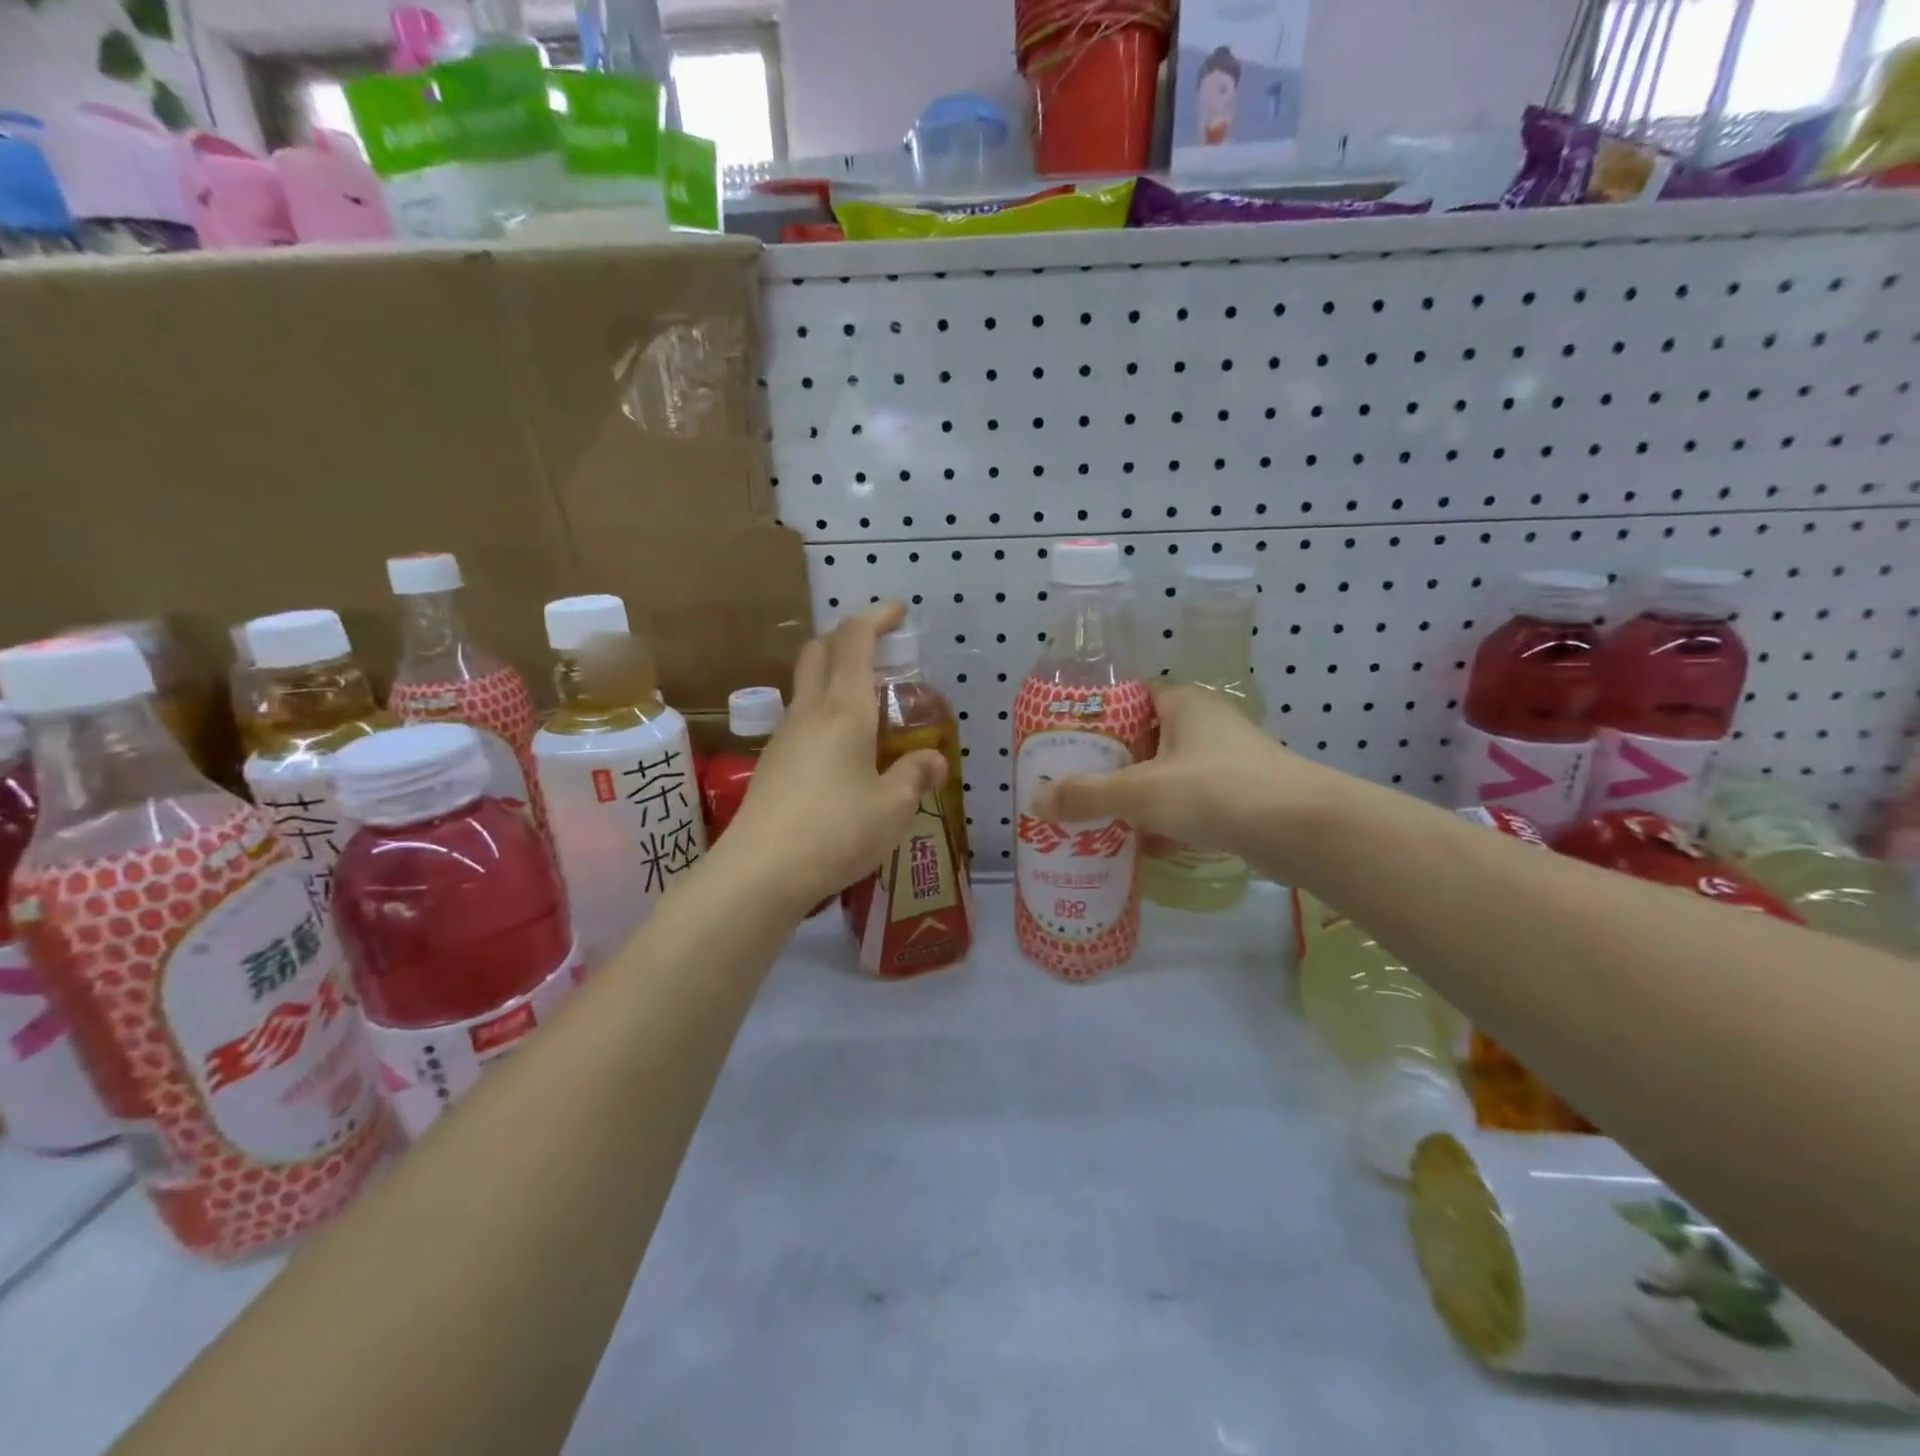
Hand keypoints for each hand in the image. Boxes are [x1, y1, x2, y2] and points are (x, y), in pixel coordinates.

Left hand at [724, 602, 947, 910]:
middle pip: (820, 651)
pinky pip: (801, 719)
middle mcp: (810, 712)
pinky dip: (824, 712)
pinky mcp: (772, 764)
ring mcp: (785, 737)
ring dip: (834, 675)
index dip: (876, 617)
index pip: (854, 641)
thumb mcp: (892, 808)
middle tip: (880, 650)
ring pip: (806, 684)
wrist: (760, 872)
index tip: (898, 611)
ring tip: (869, 705)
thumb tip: (934, 760)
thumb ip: (914, 777)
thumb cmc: (836, 831)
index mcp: (844, 710)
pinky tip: (843, 750)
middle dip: (849, 638)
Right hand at [1031, 684, 1317, 861]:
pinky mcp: (1244, 798)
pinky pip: (1193, 804)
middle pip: (1148, 739)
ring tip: (1101, 817)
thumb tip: (1036, 800)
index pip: (1133, 696)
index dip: (1100, 716)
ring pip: (1171, 774)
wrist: (1301, 829)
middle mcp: (1208, 725)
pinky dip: (1169, 822)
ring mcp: (1230, 762)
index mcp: (1184, 704)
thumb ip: (1086, 795)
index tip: (1071, 742)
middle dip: (1114, 764)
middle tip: (1077, 785)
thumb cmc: (1214, 790)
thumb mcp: (1139, 792)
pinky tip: (1144, 847)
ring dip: (1140, 796)